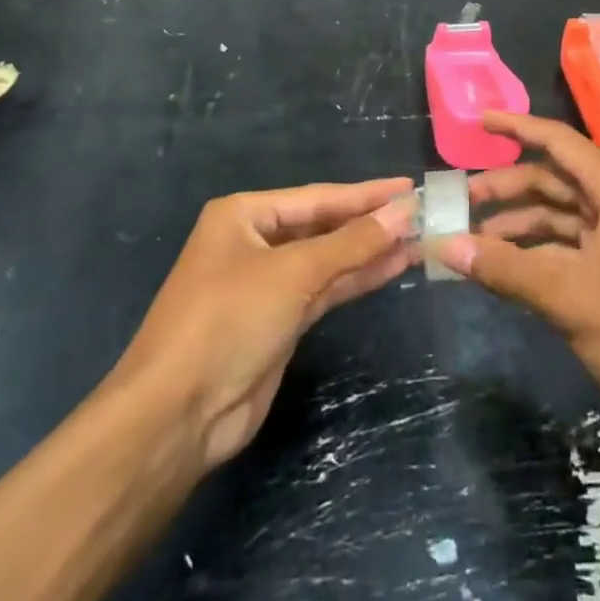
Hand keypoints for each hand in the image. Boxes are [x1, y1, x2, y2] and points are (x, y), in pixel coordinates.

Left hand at [116, 179, 417, 470]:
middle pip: (324, 225)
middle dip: (370, 222)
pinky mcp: (279, 322)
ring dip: (371, 251)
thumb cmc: (228, 320)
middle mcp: (255, 242)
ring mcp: (267, 284)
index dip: (366, 193)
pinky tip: (394, 267)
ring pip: (328, 259)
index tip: (409, 185)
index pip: (318, 197)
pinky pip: (326, 289)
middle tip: (422, 213)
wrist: (177, 415)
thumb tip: (405, 210)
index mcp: (244, 215)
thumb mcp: (293, 273)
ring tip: (420, 238)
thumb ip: (352, 243)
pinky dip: (358, 278)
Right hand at [438, 112, 599, 438]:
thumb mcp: (571, 297)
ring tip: (471, 241)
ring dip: (516, 225)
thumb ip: (507, 268)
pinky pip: (566, 247)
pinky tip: (504, 270)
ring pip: (557, 216)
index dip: (517, 127)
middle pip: (552, 179)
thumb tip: (446, 245)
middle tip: (459, 202)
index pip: (558, 141)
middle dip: (506, 187)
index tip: (477, 120)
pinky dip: (534, 253)